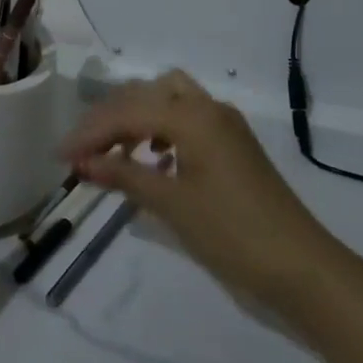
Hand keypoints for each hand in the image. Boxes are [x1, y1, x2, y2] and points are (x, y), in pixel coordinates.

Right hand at [58, 70, 344, 309]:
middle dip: (109, 118)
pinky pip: (187, 118)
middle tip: (83, 151)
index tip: (60, 157)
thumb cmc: (233, 234)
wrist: (302, 268)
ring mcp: (224, 123)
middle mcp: (208, 107)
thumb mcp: (171, 204)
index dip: (90, 133)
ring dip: (136, 117)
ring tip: (113, 151)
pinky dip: (161, 129)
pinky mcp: (233, 143)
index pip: (127, 112)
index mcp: (192, 115)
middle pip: (145, 94)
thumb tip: (82, 162)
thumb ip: (124, 175)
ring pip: (167, 99)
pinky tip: (152, 159)